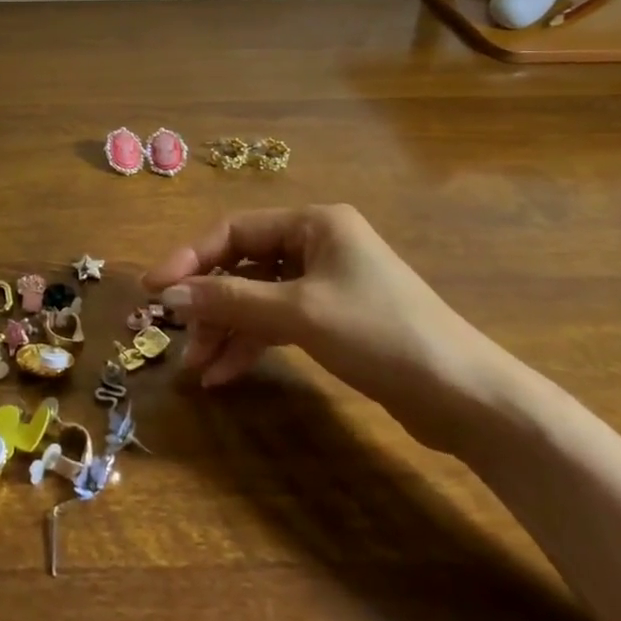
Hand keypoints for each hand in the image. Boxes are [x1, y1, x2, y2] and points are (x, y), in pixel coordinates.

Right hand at [143, 204, 514, 452]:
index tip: (154, 290)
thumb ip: (230, 300)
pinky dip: (252, 344)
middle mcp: (317, 244)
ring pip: (257, 297)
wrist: (466, 397)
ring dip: (227, 329)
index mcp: (313, 223)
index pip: (234, 231)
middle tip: (179, 338)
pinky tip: (226, 374)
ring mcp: (325, 283)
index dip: (190, 259)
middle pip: (243, 265)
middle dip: (209, 303)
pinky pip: (277, 322)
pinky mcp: (333, 319)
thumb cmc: (380, 334)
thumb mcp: (298, 313)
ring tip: (198, 368)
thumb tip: (168, 296)